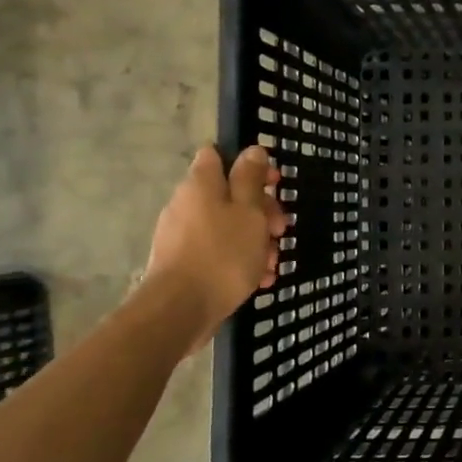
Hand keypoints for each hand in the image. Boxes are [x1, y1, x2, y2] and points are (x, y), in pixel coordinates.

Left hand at [144, 144, 288, 348]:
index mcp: (201, 184)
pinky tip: (259, 279)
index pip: (218, 155)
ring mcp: (182, 235)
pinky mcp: (183, 263)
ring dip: (255, 240)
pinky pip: (218, 251)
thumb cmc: (223, 254)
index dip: (248, 164)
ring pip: (228, 226)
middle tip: (281, 230)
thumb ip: (251, 179)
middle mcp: (187, 204)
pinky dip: (239, 260)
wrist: (180, 310)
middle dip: (261, 211)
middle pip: (230, 195)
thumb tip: (252, 150)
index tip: (273, 183)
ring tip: (273, 263)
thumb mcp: (249, 211)